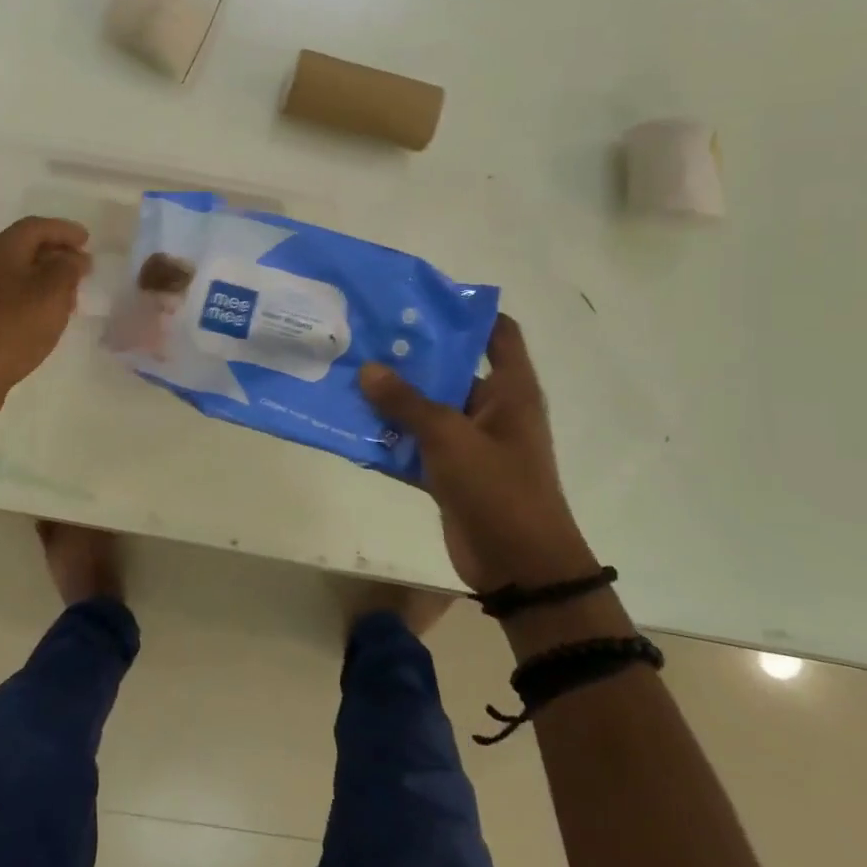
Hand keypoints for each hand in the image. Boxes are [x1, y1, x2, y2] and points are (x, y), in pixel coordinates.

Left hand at [0, 216, 90, 415]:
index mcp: (2, 249)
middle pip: (26, 246)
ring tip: (72, 290)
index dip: (65, 230)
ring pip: (20, 271)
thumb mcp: (53, 293)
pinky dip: (35, 294)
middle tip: (83, 265)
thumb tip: (75, 258)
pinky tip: (49, 312)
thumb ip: (69, 269)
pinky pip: (13, 292)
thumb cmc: (15, 326)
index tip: (88, 240)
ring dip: (47, 275)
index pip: (37, 226)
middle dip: (57, 252)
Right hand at [358, 315, 596, 592]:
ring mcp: (470, 442)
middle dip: (410, 356)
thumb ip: (406, 402)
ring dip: (392, 399)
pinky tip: (351, 425)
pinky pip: (415, 444)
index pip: (497, 332)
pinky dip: (389, 438)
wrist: (519, 566)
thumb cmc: (498, 488)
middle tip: (364, 336)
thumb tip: (367, 369)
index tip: (419, 301)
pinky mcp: (450, 472)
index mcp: (509, 390)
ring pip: (426, 409)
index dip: (464, 312)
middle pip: (450, 368)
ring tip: (347, 374)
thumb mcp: (450, 437)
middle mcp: (491, 408)